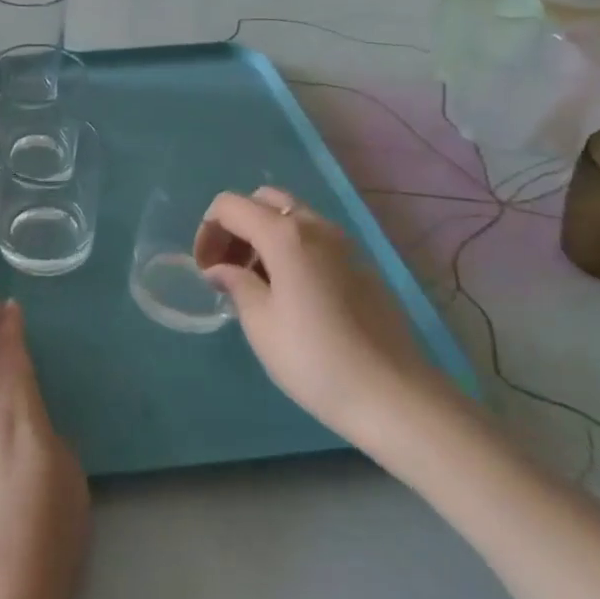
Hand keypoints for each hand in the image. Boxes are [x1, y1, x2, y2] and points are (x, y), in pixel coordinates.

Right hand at [194, 187, 458, 452]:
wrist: (394, 397)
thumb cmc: (314, 359)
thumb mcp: (260, 324)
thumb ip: (235, 284)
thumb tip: (220, 270)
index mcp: (285, 233)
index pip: (230, 206)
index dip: (207, 231)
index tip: (205, 271)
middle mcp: (315, 226)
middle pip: (263, 201)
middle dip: (236, 226)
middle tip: (227, 268)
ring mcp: (344, 244)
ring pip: (291, 218)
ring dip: (263, 237)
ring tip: (255, 285)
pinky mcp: (361, 266)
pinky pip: (315, 241)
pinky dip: (290, 251)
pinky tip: (290, 296)